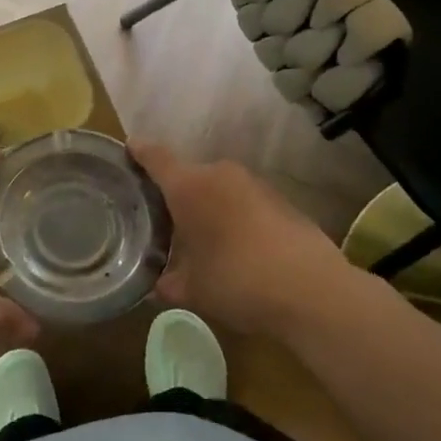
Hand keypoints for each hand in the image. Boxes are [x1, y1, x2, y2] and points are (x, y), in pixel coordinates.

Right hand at [133, 143, 362, 341]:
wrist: (313, 292)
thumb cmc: (237, 281)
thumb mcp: (192, 290)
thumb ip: (167, 282)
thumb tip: (157, 284)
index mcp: (189, 187)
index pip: (155, 157)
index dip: (139, 152)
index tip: (128, 149)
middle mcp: (220, 175)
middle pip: (188, 175)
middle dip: (175, 193)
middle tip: (163, 219)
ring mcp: (255, 185)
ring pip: (219, 189)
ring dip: (208, 206)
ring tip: (200, 237)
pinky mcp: (282, 201)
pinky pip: (245, 203)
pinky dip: (235, 217)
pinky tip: (237, 248)